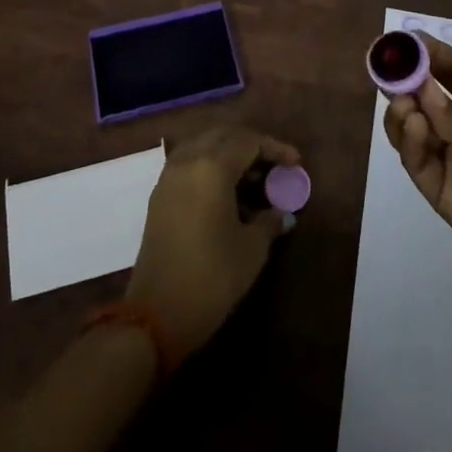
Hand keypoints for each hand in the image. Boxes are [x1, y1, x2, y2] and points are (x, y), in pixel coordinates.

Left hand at [125, 125, 299, 360]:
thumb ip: (269, 222)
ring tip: (253, 179)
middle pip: (223, 136)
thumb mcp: (251, 250)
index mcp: (211, 167)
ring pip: (203, 146)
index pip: (248, 140)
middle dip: (251, 145)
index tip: (296, 163)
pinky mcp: (159, 196)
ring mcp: (169, 177)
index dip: (275, 148)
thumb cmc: (211, 278)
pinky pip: (189, 164)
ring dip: (229, 154)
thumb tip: (282, 213)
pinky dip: (210, 167)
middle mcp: (187, 161)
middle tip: (274, 166)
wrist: (155, 315)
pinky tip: (227, 193)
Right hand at [384, 35, 451, 323]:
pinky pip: (420, 166)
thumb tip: (422, 98)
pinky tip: (413, 127)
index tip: (404, 40)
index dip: (429, 54)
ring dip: (403, 111)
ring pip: (415, 130)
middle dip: (406, 80)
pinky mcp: (446, 199)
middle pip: (427, 99)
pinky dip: (410, 143)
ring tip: (403, 103)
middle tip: (388, 70)